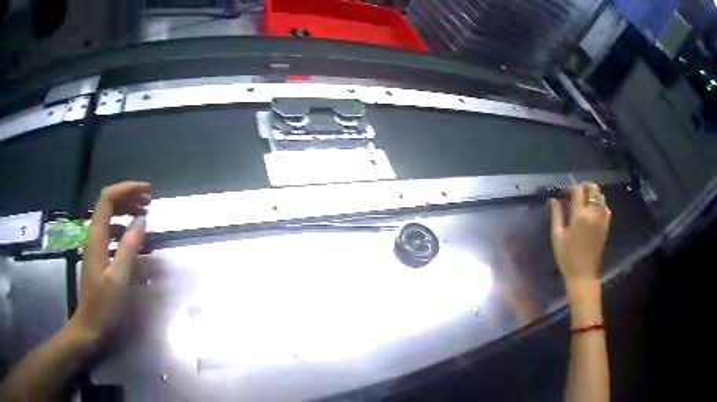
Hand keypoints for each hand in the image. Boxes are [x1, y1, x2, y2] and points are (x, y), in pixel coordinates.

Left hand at [69, 182, 150, 342]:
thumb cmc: (104, 306)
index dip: (127, 190)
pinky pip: (111, 235)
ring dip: (127, 212)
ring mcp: (95, 247)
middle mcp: (94, 236)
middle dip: (129, 198)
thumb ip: (129, 248)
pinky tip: (135, 241)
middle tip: (149, 201)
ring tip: (145, 216)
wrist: (89, 327)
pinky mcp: (99, 258)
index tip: (147, 192)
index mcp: (97, 238)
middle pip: (108, 205)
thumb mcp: (119, 279)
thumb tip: (141, 220)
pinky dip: (124, 231)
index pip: (108, 199)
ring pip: (110, 219)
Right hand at [548, 183, 610, 286]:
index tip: (563, 193)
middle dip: (584, 186)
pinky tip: (593, 211)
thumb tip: (552, 200)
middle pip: (593, 188)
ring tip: (584, 202)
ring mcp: (602, 219)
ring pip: (601, 196)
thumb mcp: (557, 236)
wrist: (583, 275)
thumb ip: (556, 215)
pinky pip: (606, 208)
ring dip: (592, 195)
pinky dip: (600, 204)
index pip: (578, 190)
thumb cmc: (567, 257)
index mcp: (580, 215)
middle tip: (575, 193)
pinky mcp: (606, 226)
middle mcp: (594, 213)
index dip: (570, 187)